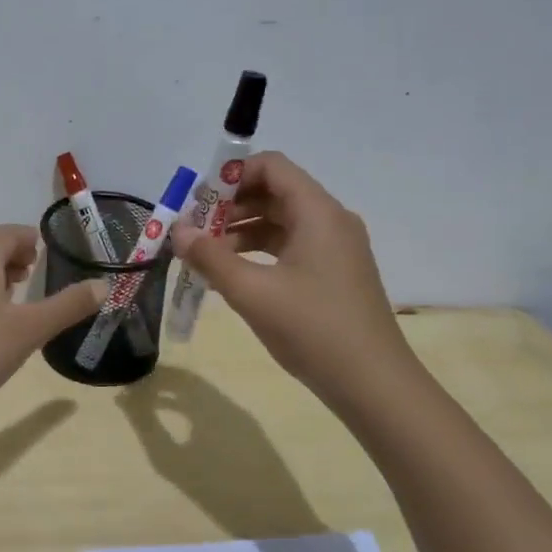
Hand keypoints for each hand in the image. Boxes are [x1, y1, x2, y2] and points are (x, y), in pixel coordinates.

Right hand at [171, 152, 419, 408]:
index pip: (271, 166)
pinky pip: (291, 246)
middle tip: (194, 231)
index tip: (198, 202)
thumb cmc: (313, 329)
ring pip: (281, 221)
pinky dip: (260, 252)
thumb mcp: (252, 292)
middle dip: (230, 207)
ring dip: (241, 231)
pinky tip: (233, 275)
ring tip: (206, 256)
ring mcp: (336, 248)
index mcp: (318, 212)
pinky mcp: (335, 273)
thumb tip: (178, 230)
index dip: (231, 176)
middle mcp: (331, 220)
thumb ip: (211, 257)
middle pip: (274, 192)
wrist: (374, 385)